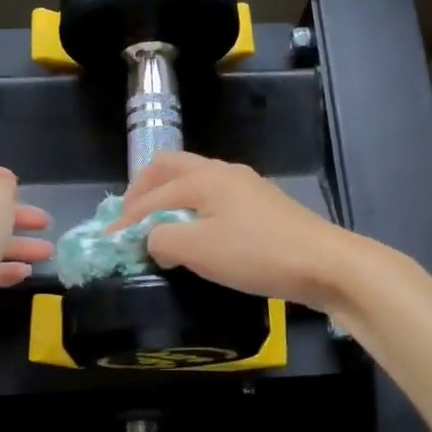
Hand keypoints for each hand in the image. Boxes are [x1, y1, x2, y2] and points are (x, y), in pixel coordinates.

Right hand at [107, 151, 366, 311]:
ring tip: (158, 227)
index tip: (106, 243)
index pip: (151, 195)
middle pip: (170, 168)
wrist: (325, 263)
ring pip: (194, 180)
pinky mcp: (262, 205)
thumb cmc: (257, 254)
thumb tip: (152, 240)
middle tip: (129, 220)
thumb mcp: (199, 250)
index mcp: (202, 178)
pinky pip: (214, 197)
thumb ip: (162, 240)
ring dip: (169, 198)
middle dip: (143, 190)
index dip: (124, 220)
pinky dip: (193, 208)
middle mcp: (222, 172)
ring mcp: (245, 186)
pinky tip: (198, 233)